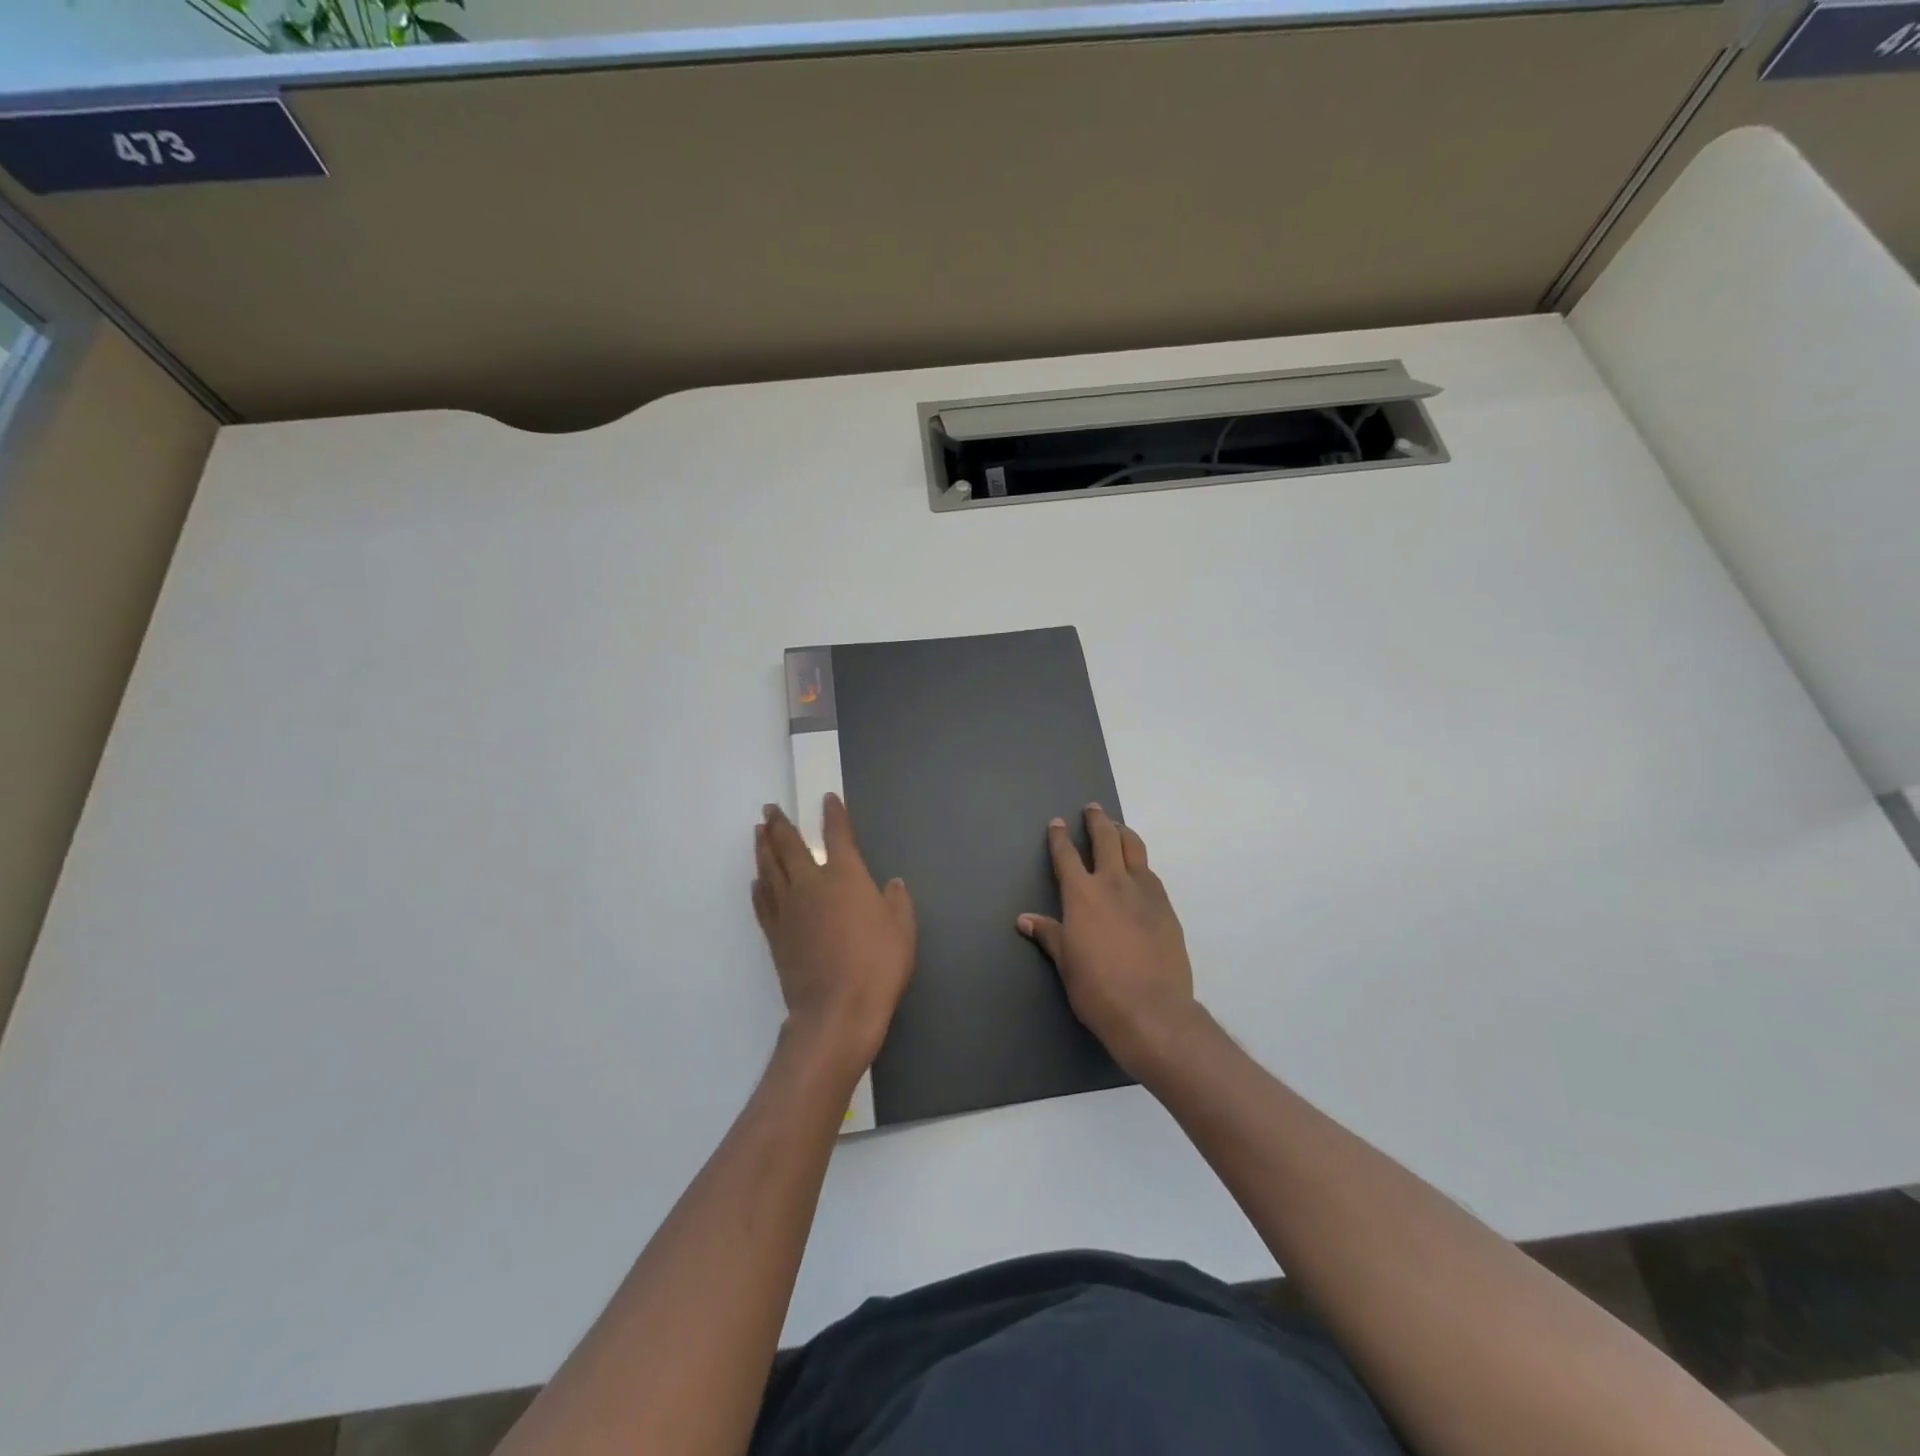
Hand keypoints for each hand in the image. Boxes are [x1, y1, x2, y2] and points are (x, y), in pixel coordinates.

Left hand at [752, 795, 915, 1074]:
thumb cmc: (877, 964)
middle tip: (770, 808)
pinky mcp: (775, 935)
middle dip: (780, 824)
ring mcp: (788, 909)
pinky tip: (756, 881)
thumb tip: (892, 884)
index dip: (833, 815)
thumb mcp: (902, 929)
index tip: (827, 800)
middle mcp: (810, 884)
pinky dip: (758, 887)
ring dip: (763, 847)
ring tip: (758, 832)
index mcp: (844, 876)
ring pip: (770, 869)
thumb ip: (896, 901)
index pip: (837, 835)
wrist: (836, 1010)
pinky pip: (762, 902)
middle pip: (789, 846)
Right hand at [1019, 805, 1197, 1076]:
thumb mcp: (1066, 962)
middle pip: (1106, 839)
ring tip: (1119, 828)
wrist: (1152, 1010)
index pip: (1067, 856)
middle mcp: (1113, 883)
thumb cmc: (1097, 988)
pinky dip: (1140, 864)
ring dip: (1124, 834)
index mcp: (1082, 894)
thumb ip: (1049, 934)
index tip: (1057, 823)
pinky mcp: (1166, 908)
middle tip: (1093, 809)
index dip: (1059, 837)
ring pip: (1134, 849)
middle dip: (1097, 821)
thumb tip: (1025, 919)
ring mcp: (1145, 893)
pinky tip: (1139, 871)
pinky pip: (1151, 875)